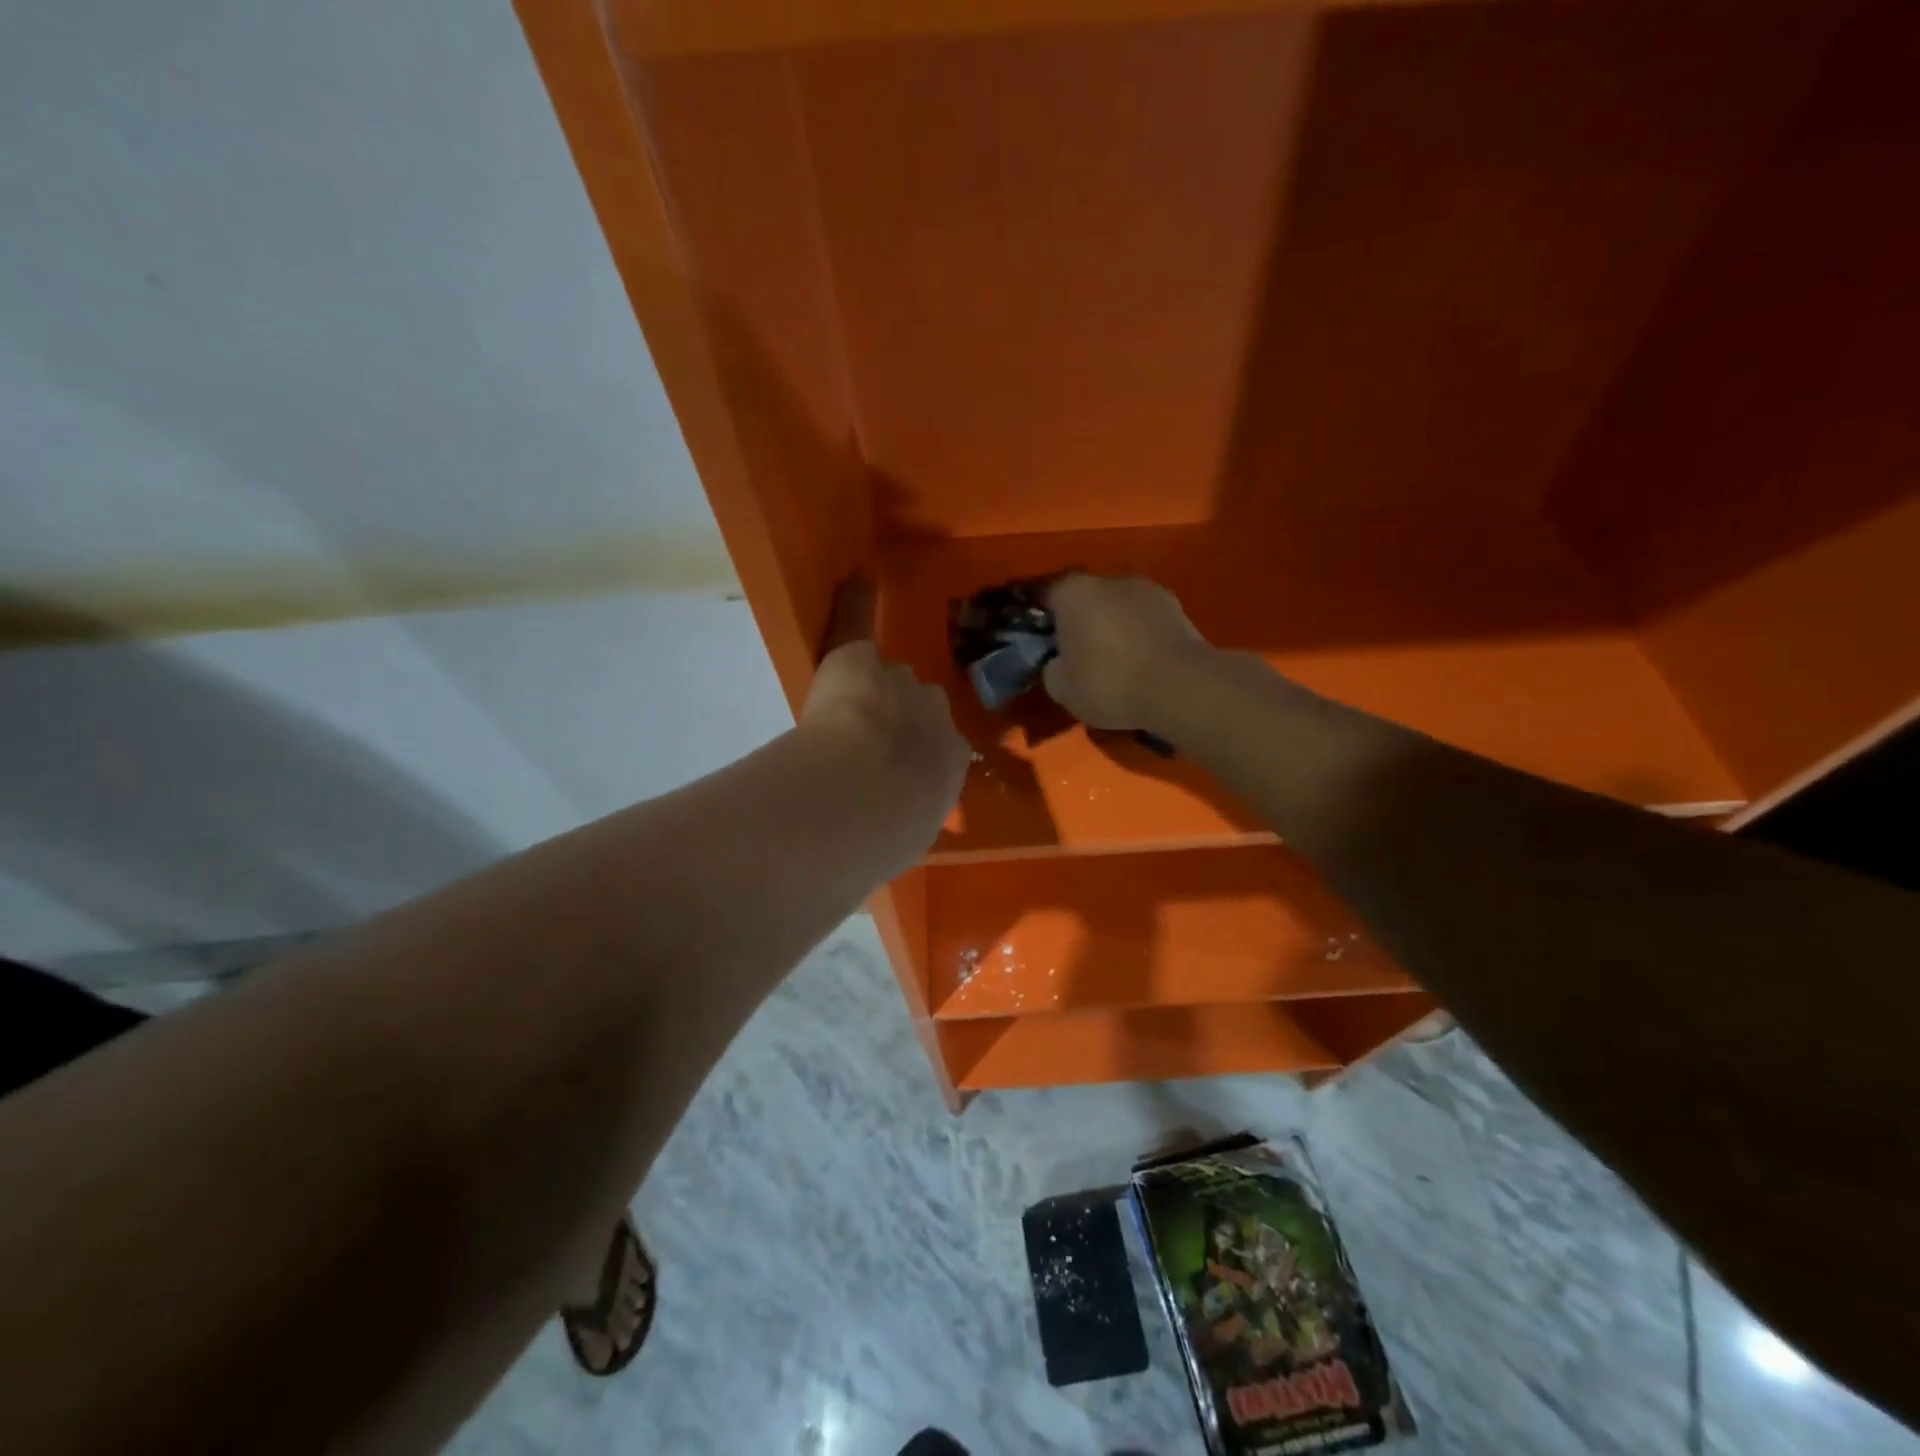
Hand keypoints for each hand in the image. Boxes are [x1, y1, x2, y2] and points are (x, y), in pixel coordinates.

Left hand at [799, 578, 968, 854]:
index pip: (940, 747)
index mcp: (951, 761)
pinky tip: (859, 579)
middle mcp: (935, 714)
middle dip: (899, 720)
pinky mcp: (858, 662)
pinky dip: (857, 603)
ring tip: (844, 708)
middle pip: (919, 706)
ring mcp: (898, 684)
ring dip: (872, 691)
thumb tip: (890, 829)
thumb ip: (904, 821)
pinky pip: (859, 625)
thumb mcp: (908, 836)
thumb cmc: (887, 833)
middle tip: (869, 744)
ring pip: (888, 681)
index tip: (899, 768)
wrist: (862, 798)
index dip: (916, 756)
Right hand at [1042, 573, 1211, 732]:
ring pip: (1115, 606)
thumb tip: (1059, 662)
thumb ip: (1052, 667)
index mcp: (1072, 591)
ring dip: (1110, 626)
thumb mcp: (1061, 688)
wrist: (1182, 686)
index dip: (1034, 616)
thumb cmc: (1110, 682)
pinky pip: (1142, 619)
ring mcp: (1147, 589)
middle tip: (1071, 651)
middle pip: (1082, 597)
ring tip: (1109, 659)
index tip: (1033, 636)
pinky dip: (1136, 635)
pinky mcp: (1176, 607)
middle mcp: (1108, 579)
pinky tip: (1137, 661)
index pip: (1041, 594)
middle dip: (1076, 620)